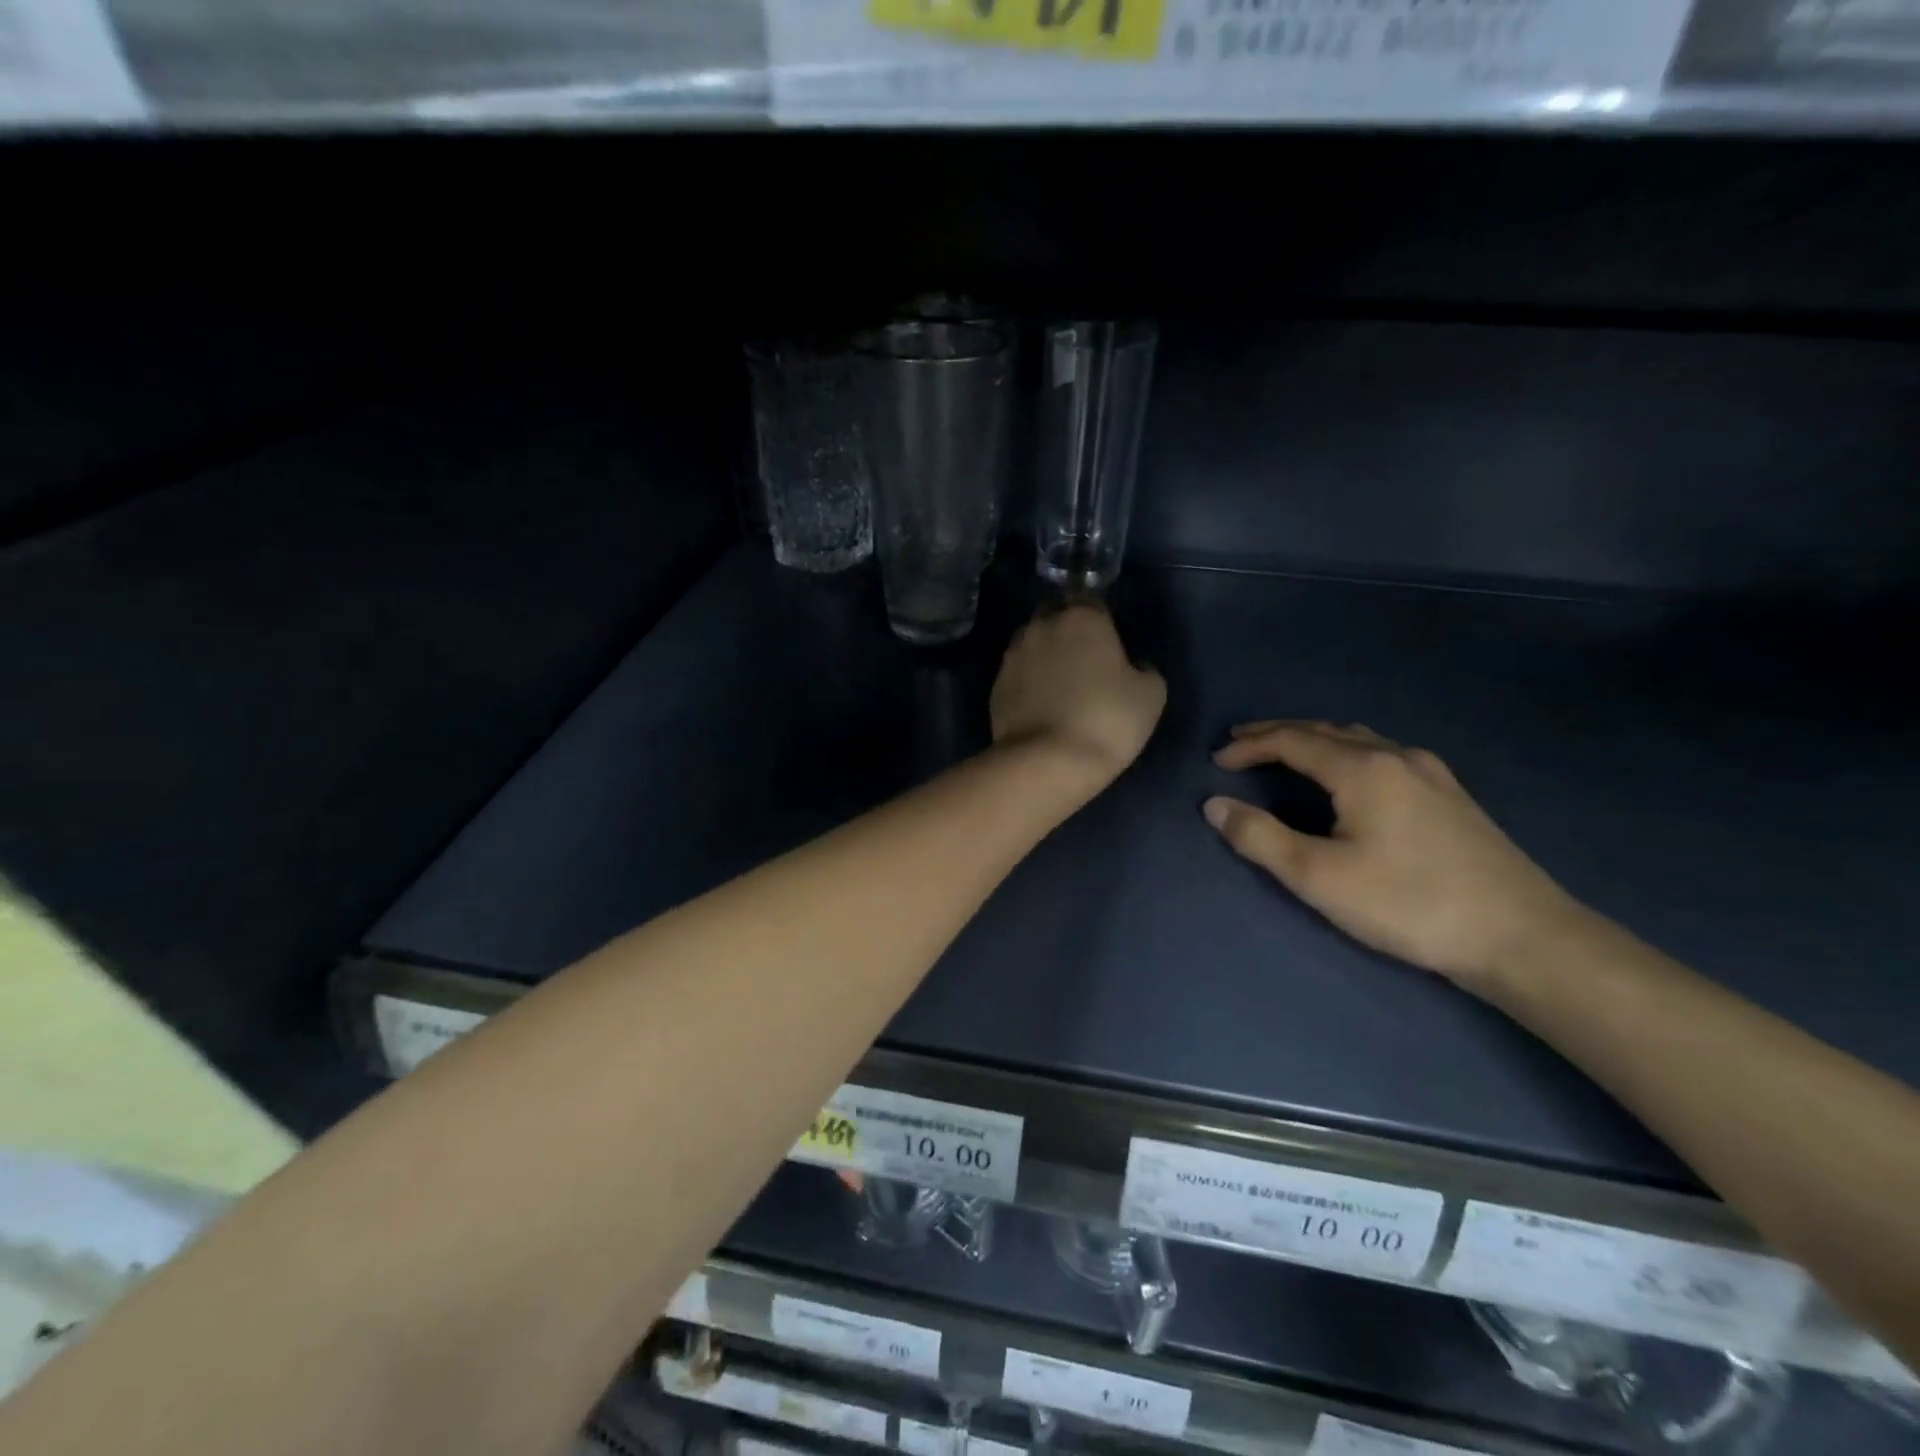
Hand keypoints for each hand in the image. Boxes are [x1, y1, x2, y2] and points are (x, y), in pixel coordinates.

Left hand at [991, 604, 1165, 791]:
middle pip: (1055, 617)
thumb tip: (1133, 666)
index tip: (1109, 646)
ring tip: (1059, 687)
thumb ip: (1144, 669)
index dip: (1101, 622)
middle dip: (1067, 632)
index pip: (1092, 602)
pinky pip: (1017, 675)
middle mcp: (1042, 626)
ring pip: (1032, 644)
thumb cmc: (1107, 720)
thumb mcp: (1150, 695)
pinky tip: (1040, 707)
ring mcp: (1013, 656)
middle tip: (1084, 663)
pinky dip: (1027, 684)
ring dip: (1044, 657)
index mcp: (1082, 618)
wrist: (1047, 761)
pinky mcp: (995, 686)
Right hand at [1204, 721, 1581, 993]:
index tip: (1216, 761)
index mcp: (1362, 768)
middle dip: (1277, 734)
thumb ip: (1260, 838)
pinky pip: (1383, 754)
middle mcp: (1396, 756)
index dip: (1249, 747)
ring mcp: (1431, 773)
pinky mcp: (1451, 795)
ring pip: (1358, 739)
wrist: (1522, 936)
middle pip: (1324, 730)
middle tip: (1240, 745)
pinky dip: (1346, 752)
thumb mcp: (1319, 877)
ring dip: (1314, 740)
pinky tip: (1349, 776)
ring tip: (1286, 754)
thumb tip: (1214, 805)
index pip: (1291, 740)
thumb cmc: (1408, 903)